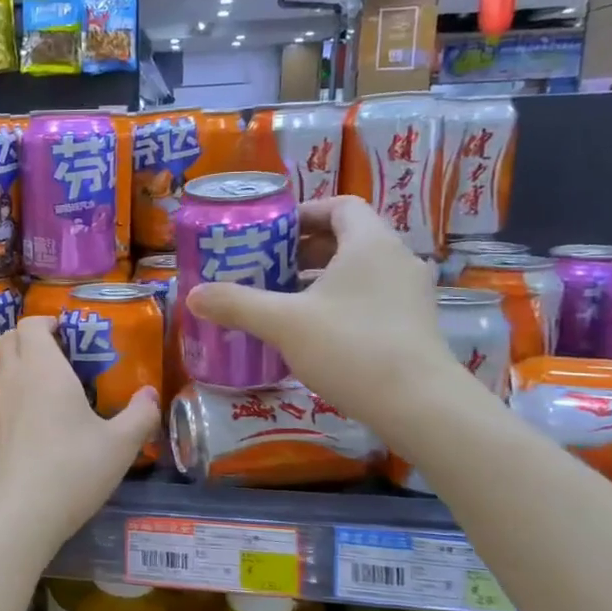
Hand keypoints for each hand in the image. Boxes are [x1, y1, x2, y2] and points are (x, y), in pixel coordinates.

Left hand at [0, 316, 159, 547]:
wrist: (17, 513)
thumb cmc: (73, 469)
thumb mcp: (120, 445)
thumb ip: (140, 415)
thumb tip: (150, 395)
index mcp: (42, 368)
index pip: (31, 324)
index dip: (44, 322)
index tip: (62, 332)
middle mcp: (9, 378)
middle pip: (8, 340)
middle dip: (27, 340)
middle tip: (53, 359)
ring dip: (14, 371)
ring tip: (37, 395)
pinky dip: (3, 405)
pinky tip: (20, 433)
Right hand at [185, 195, 465, 430]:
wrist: (419, 404)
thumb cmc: (351, 347)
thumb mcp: (283, 323)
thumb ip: (236, 304)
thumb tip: (192, 296)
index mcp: (370, 243)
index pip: (340, 206)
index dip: (303, 214)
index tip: (271, 233)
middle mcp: (396, 259)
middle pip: (346, 238)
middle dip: (303, 250)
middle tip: (266, 268)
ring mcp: (409, 294)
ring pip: (358, 271)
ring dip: (320, 279)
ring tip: (282, 300)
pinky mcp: (413, 324)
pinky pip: (370, 297)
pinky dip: (339, 302)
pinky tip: (311, 332)